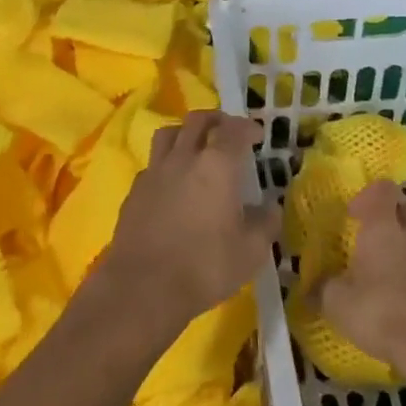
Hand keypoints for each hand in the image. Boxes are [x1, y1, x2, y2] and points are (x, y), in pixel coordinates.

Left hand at [96, 111, 280, 331]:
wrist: (143, 286)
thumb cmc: (204, 266)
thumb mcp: (250, 252)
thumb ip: (265, 224)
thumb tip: (271, 207)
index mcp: (217, 165)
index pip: (234, 130)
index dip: (247, 127)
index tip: (256, 134)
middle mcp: (184, 157)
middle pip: (197, 120)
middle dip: (215, 119)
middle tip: (226, 130)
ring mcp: (155, 171)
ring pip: (168, 133)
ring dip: (185, 132)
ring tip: (195, 146)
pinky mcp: (135, 190)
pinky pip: (153, 163)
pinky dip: (166, 163)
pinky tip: (172, 182)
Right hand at [313, 179, 405, 374]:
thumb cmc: (379, 311)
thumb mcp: (337, 303)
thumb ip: (321, 289)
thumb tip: (307, 287)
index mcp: (383, 228)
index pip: (383, 189)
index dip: (369, 195)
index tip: (353, 215)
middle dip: (397, 213)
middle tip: (376, 233)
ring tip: (387, 277)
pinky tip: (405, 305)